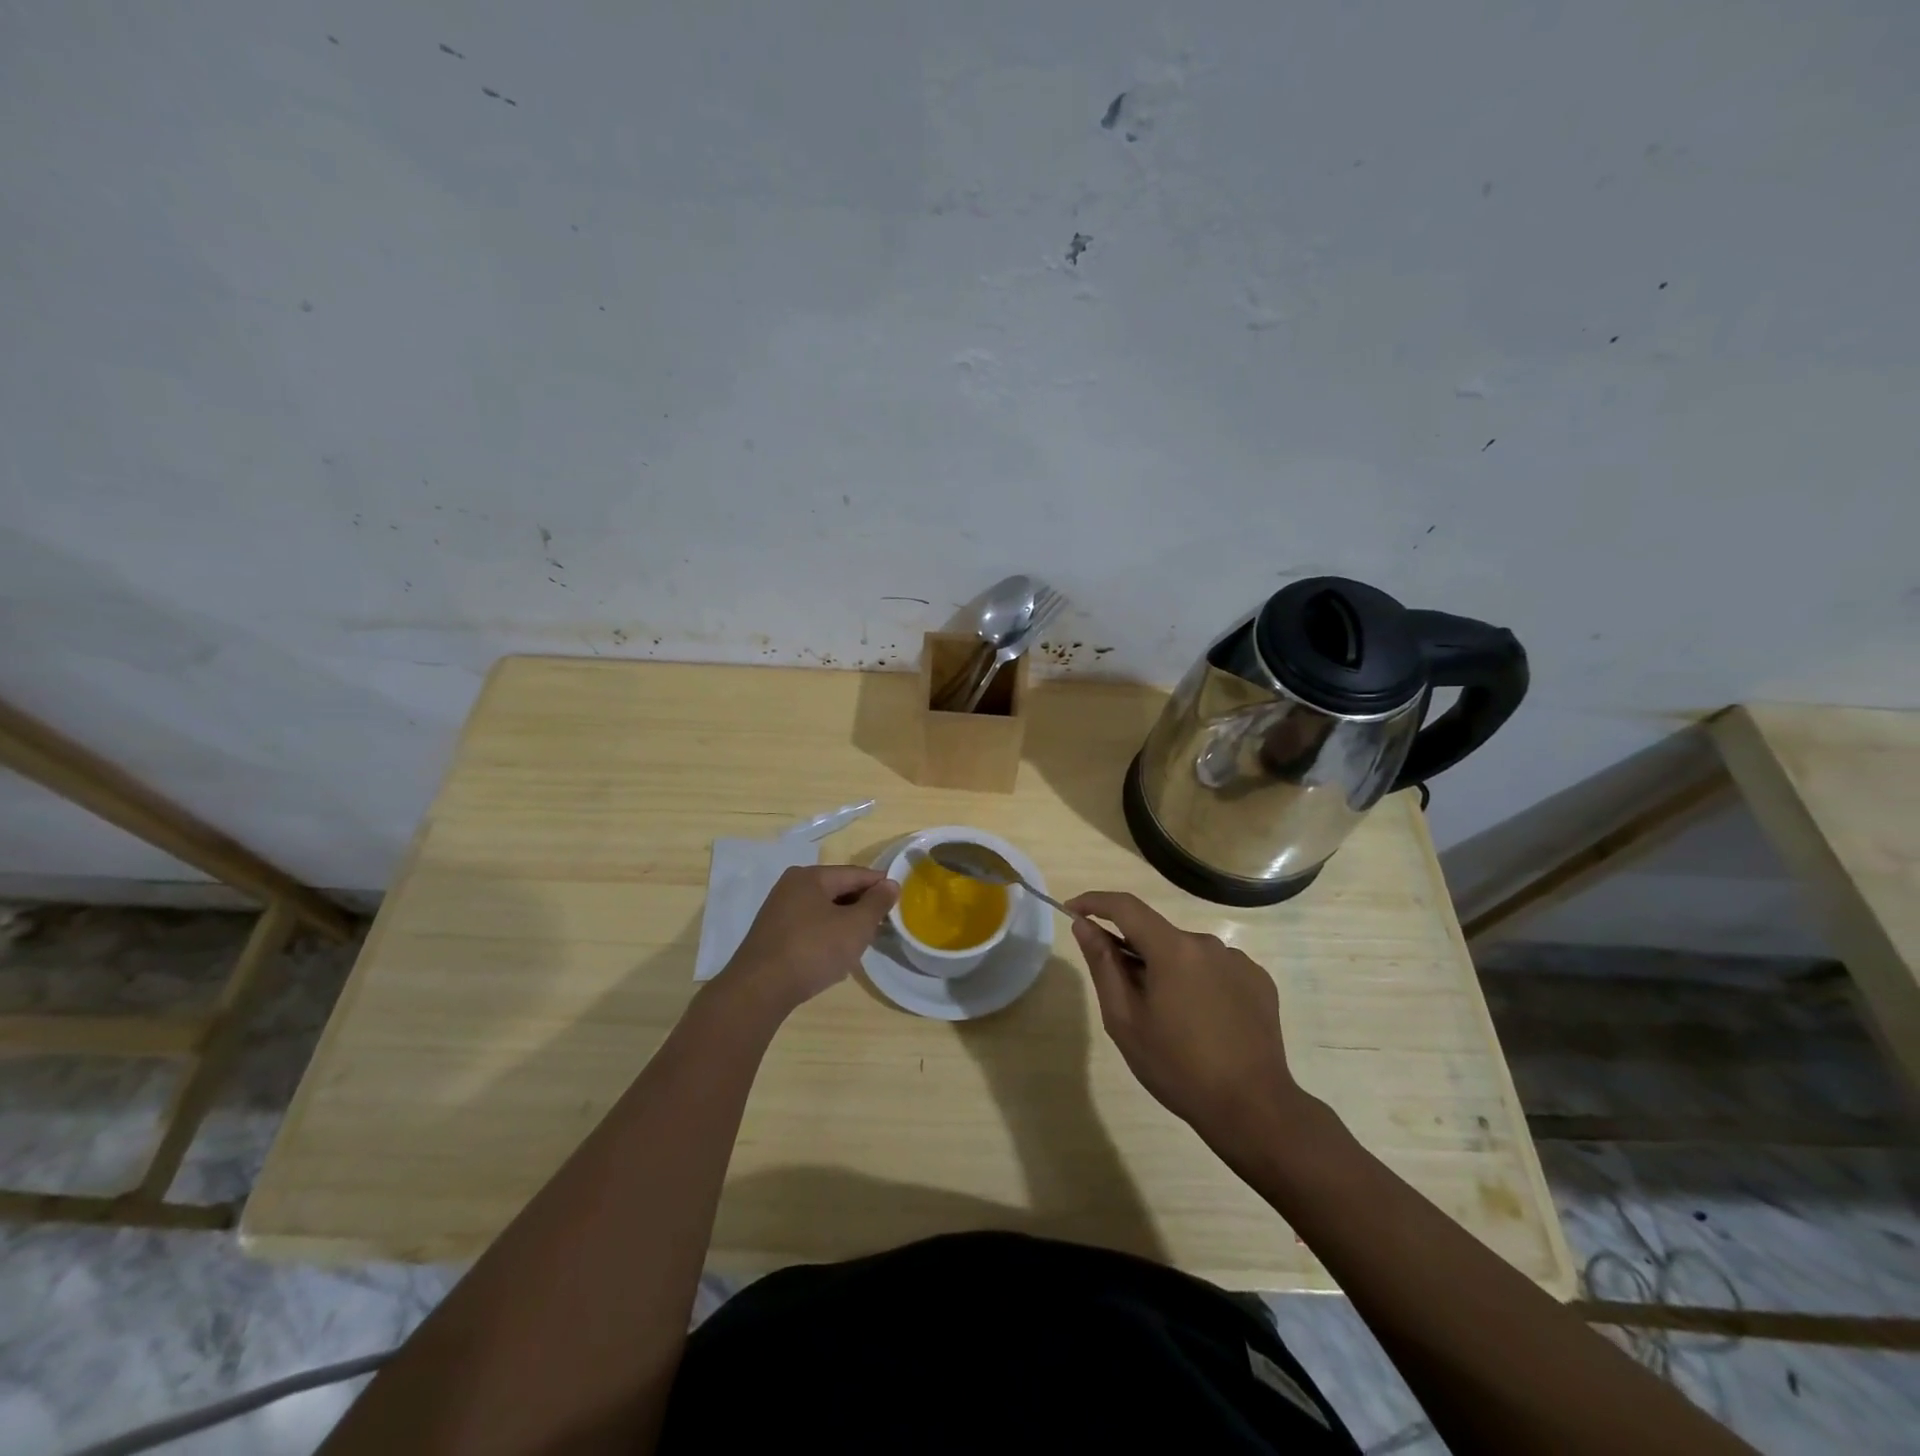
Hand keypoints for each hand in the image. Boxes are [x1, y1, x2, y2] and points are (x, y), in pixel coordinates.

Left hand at [722, 864, 898, 1016]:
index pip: (855, 874)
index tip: (901, 898)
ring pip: (823, 909)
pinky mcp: (772, 934)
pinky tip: (835, 954)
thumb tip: (891, 884)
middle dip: (862, 905)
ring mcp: (778, 911)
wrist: (759, 990)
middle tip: (883, 924)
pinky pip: (809, 926)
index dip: (880, 885)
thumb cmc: (813, 950)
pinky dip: (826, 934)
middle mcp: (791, 886)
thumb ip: (876, 903)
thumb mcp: (855, 927)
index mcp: (811, 876)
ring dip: (845, 922)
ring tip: (863, 941)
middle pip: (838, 889)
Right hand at [1067, 891, 1304, 1154]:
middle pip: (1157, 934)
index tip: (1074, 910)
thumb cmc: (1178, 1067)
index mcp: (1173, 949)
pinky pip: (1215, 969)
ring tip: (1168, 1019)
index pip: (1126, 907)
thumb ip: (1103, 965)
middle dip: (1134, 952)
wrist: (1253, 1109)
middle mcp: (1208, 943)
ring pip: (1186, 953)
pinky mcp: (1259, 981)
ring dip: (1168, 970)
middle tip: (1124, 996)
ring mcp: (1238, 961)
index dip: (1095, 902)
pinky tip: (1202, 1021)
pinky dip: (1198, 982)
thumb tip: (1084, 926)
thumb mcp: (1125, 1020)